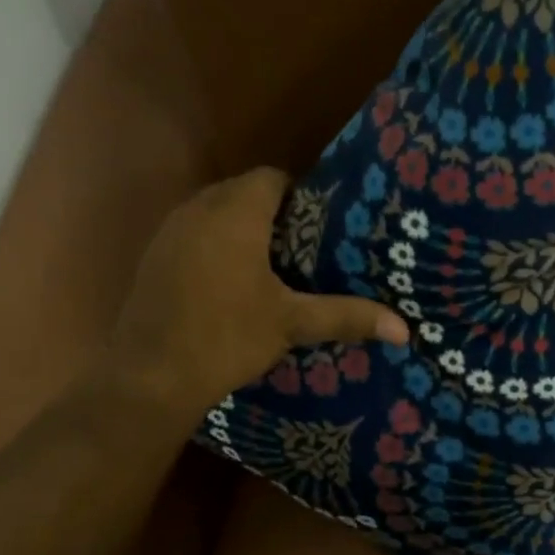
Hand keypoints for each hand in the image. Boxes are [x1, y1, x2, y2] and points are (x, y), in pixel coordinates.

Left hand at [111, 168, 408, 409]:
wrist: (149, 377)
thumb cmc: (225, 336)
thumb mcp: (291, 324)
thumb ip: (347, 316)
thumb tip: (404, 329)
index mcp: (235, 213)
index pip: (273, 178)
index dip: (302, 195)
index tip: (325, 225)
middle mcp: (198, 209)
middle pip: (245, 192)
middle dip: (276, 214)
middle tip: (310, 247)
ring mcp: (170, 231)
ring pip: (217, 213)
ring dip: (244, 230)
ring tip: (278, 265)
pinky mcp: (155, 257)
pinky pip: (195, 234)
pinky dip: (218, 246)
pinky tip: (235, 284)